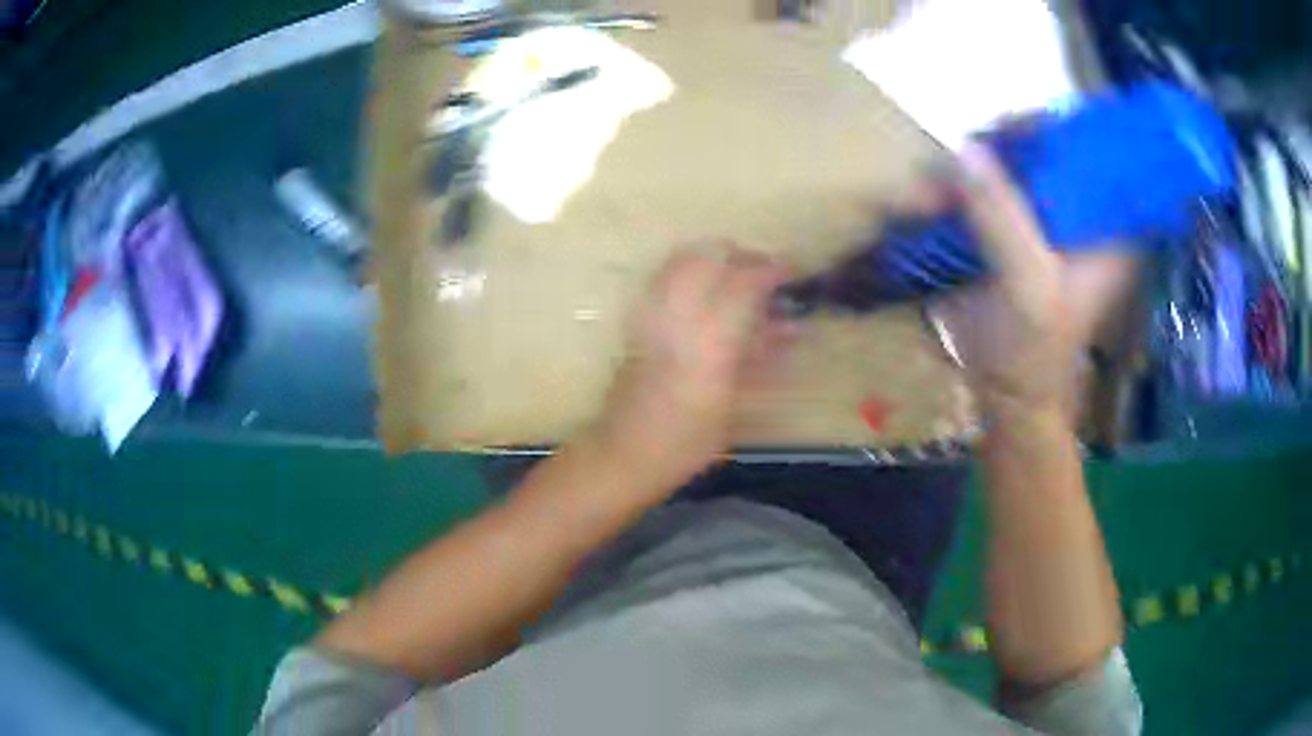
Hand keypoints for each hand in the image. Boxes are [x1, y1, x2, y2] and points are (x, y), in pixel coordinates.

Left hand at [595, 245, 788, 487]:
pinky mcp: (635, 320)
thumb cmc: (687, 443)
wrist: (623, 453)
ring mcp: (651, 313)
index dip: (771, 270)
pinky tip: (704, 291)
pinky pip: (664, 278)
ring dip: (714, 258)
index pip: (744, 283)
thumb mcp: (734, 406)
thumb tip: (789, 329)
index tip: (790, 272)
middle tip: (763, 272)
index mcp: (710, 343)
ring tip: (736, 276)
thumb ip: (760, 359)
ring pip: (683, 260)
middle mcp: (678, 317)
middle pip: (711, 258)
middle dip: (742, 257)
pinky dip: (689, 271)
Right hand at [926, 147, 1136, 420]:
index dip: (1057, 127)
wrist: (1003, 398)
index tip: (1012, 129)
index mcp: (1105, 225)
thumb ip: (1004, 219)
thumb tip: (965, 148)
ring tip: (926, 201)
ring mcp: (1037, 217)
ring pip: (1002, 164)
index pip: (1093, 149)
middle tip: (961, 162)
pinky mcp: (1005, 228)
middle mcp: (1075, 211)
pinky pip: (976, 189)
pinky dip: (946, 192)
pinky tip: (919, 208)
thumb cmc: (1035, 354)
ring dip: (961, 174)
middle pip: (1041, 146)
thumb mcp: (1029, 287)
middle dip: (996, 147)